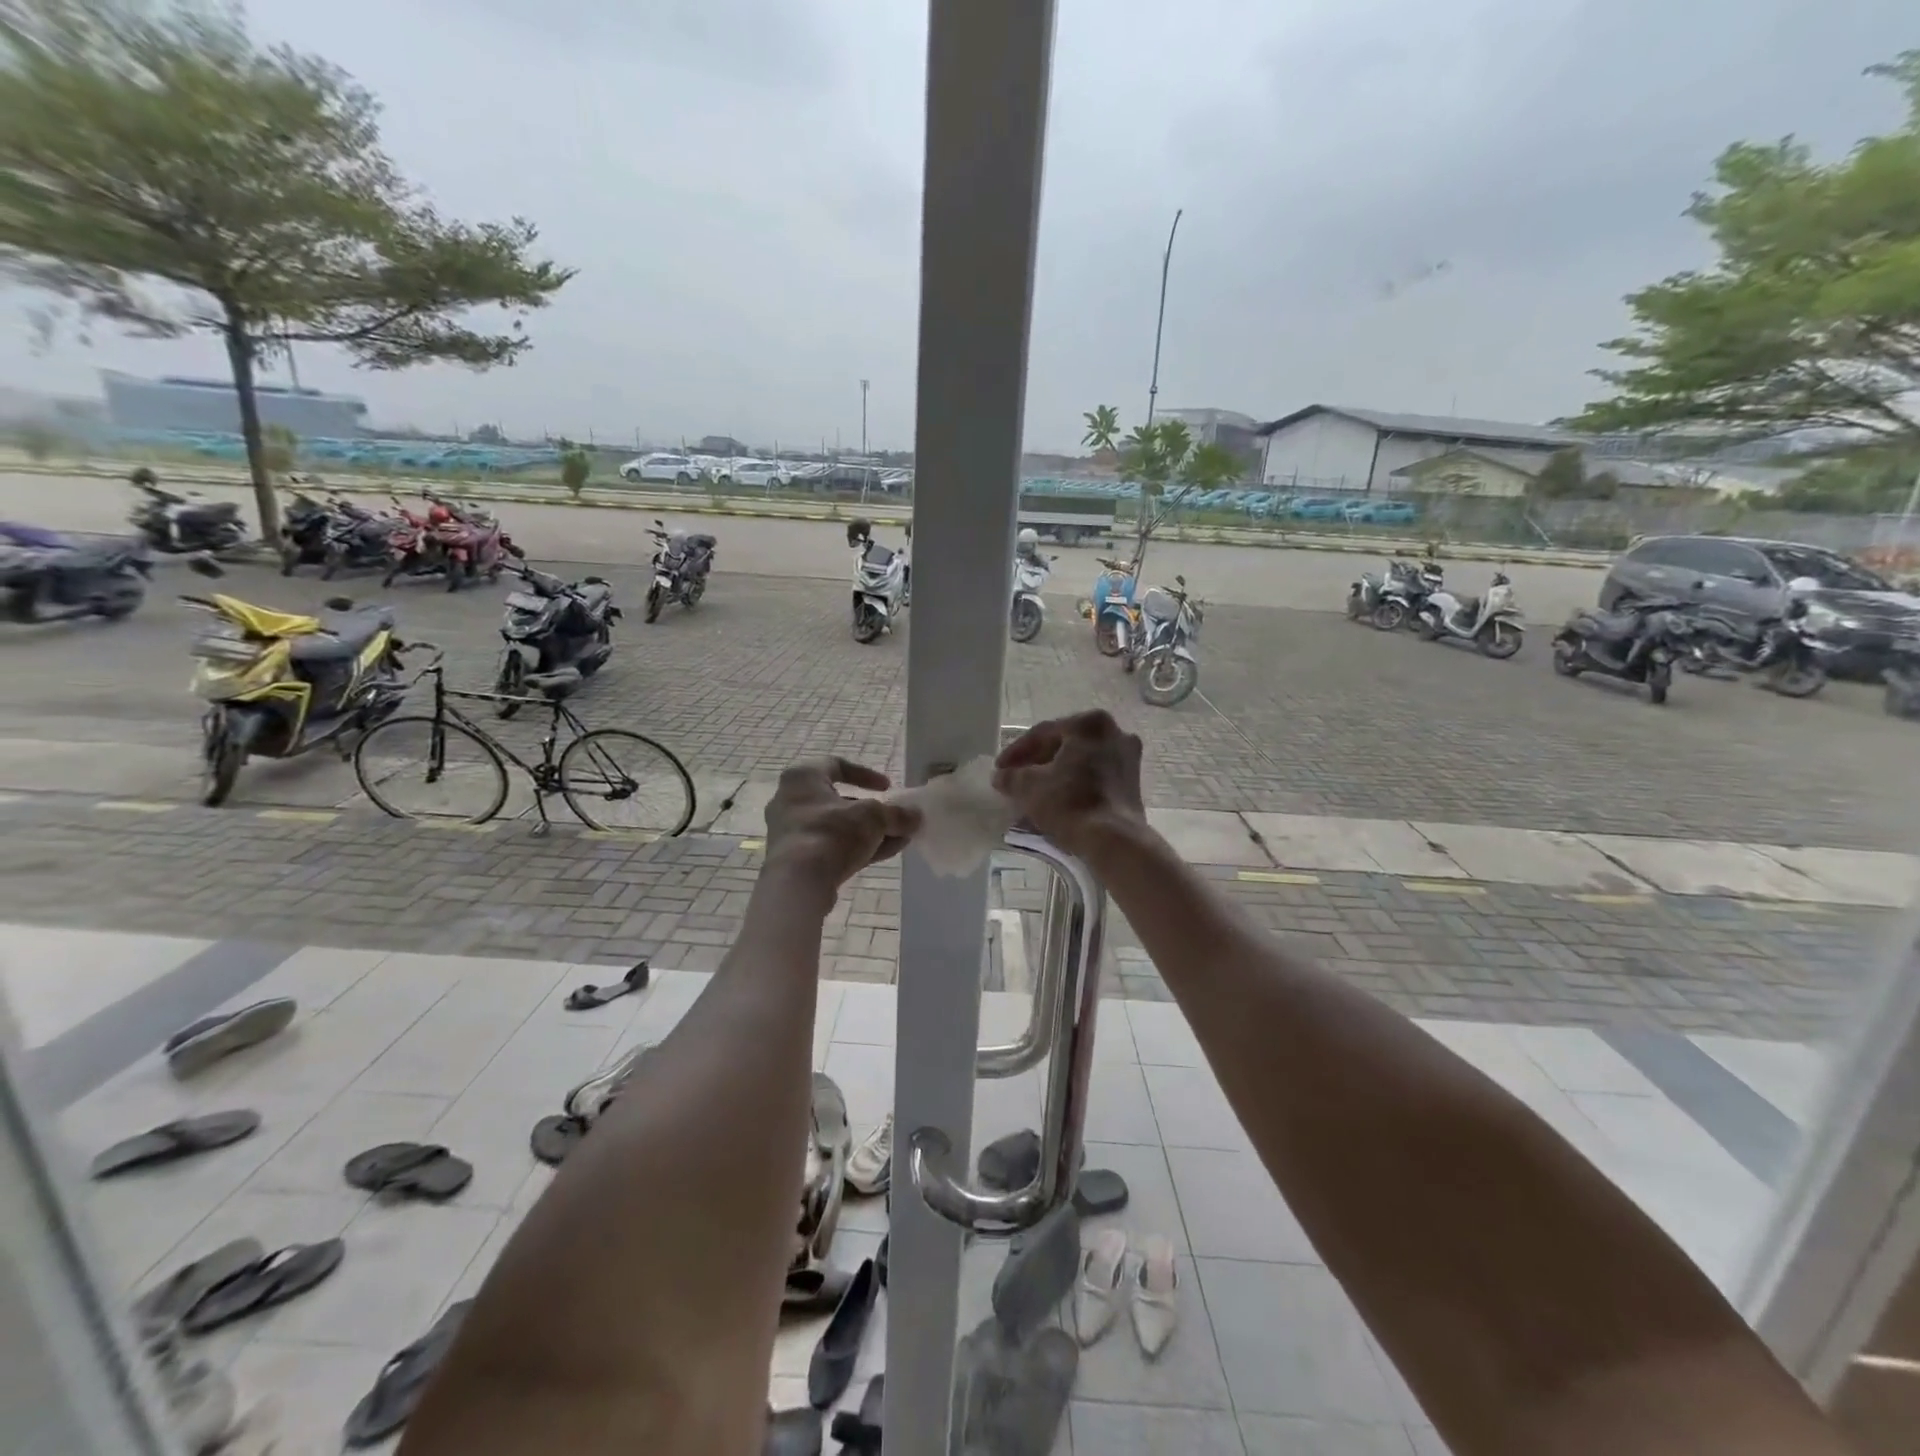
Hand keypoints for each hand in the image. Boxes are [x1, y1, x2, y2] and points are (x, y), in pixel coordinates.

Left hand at [764, 757, 920, 890]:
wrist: (797, 883)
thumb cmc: (832, 833)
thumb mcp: (873, 817)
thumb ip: (896, 814)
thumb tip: (915, 816)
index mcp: (803, 777)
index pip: (836, 765)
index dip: (865, 774)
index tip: (887, 788)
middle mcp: (790, 801)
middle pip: (838, 801)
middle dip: (871, 811)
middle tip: (894, 819)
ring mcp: (791, 833)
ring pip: (837, 827)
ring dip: (869, 832)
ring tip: (899, 839)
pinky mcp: (795, 860)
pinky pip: (830, 847)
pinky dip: (856, 847)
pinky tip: (885, 854)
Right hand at [993, 711, 1146, 860]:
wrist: (1114, 840)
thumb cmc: (1070, 803)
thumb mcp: (1029, 787)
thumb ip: (1011, 776)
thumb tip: (1001, 776)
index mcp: (1089, 724)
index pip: (1042, 733)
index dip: (1016, 752)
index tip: (1000, 768)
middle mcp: (1114, 732)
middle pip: (1064, 744)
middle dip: (1037, 762)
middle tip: (1015, 778)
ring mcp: (1128, 757)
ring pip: (1081, 761)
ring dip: (1056, 774)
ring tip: (1033, 792)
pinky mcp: (1133, 782)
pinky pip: (1095, 776)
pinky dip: (1075, 784)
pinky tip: (1057, 800)